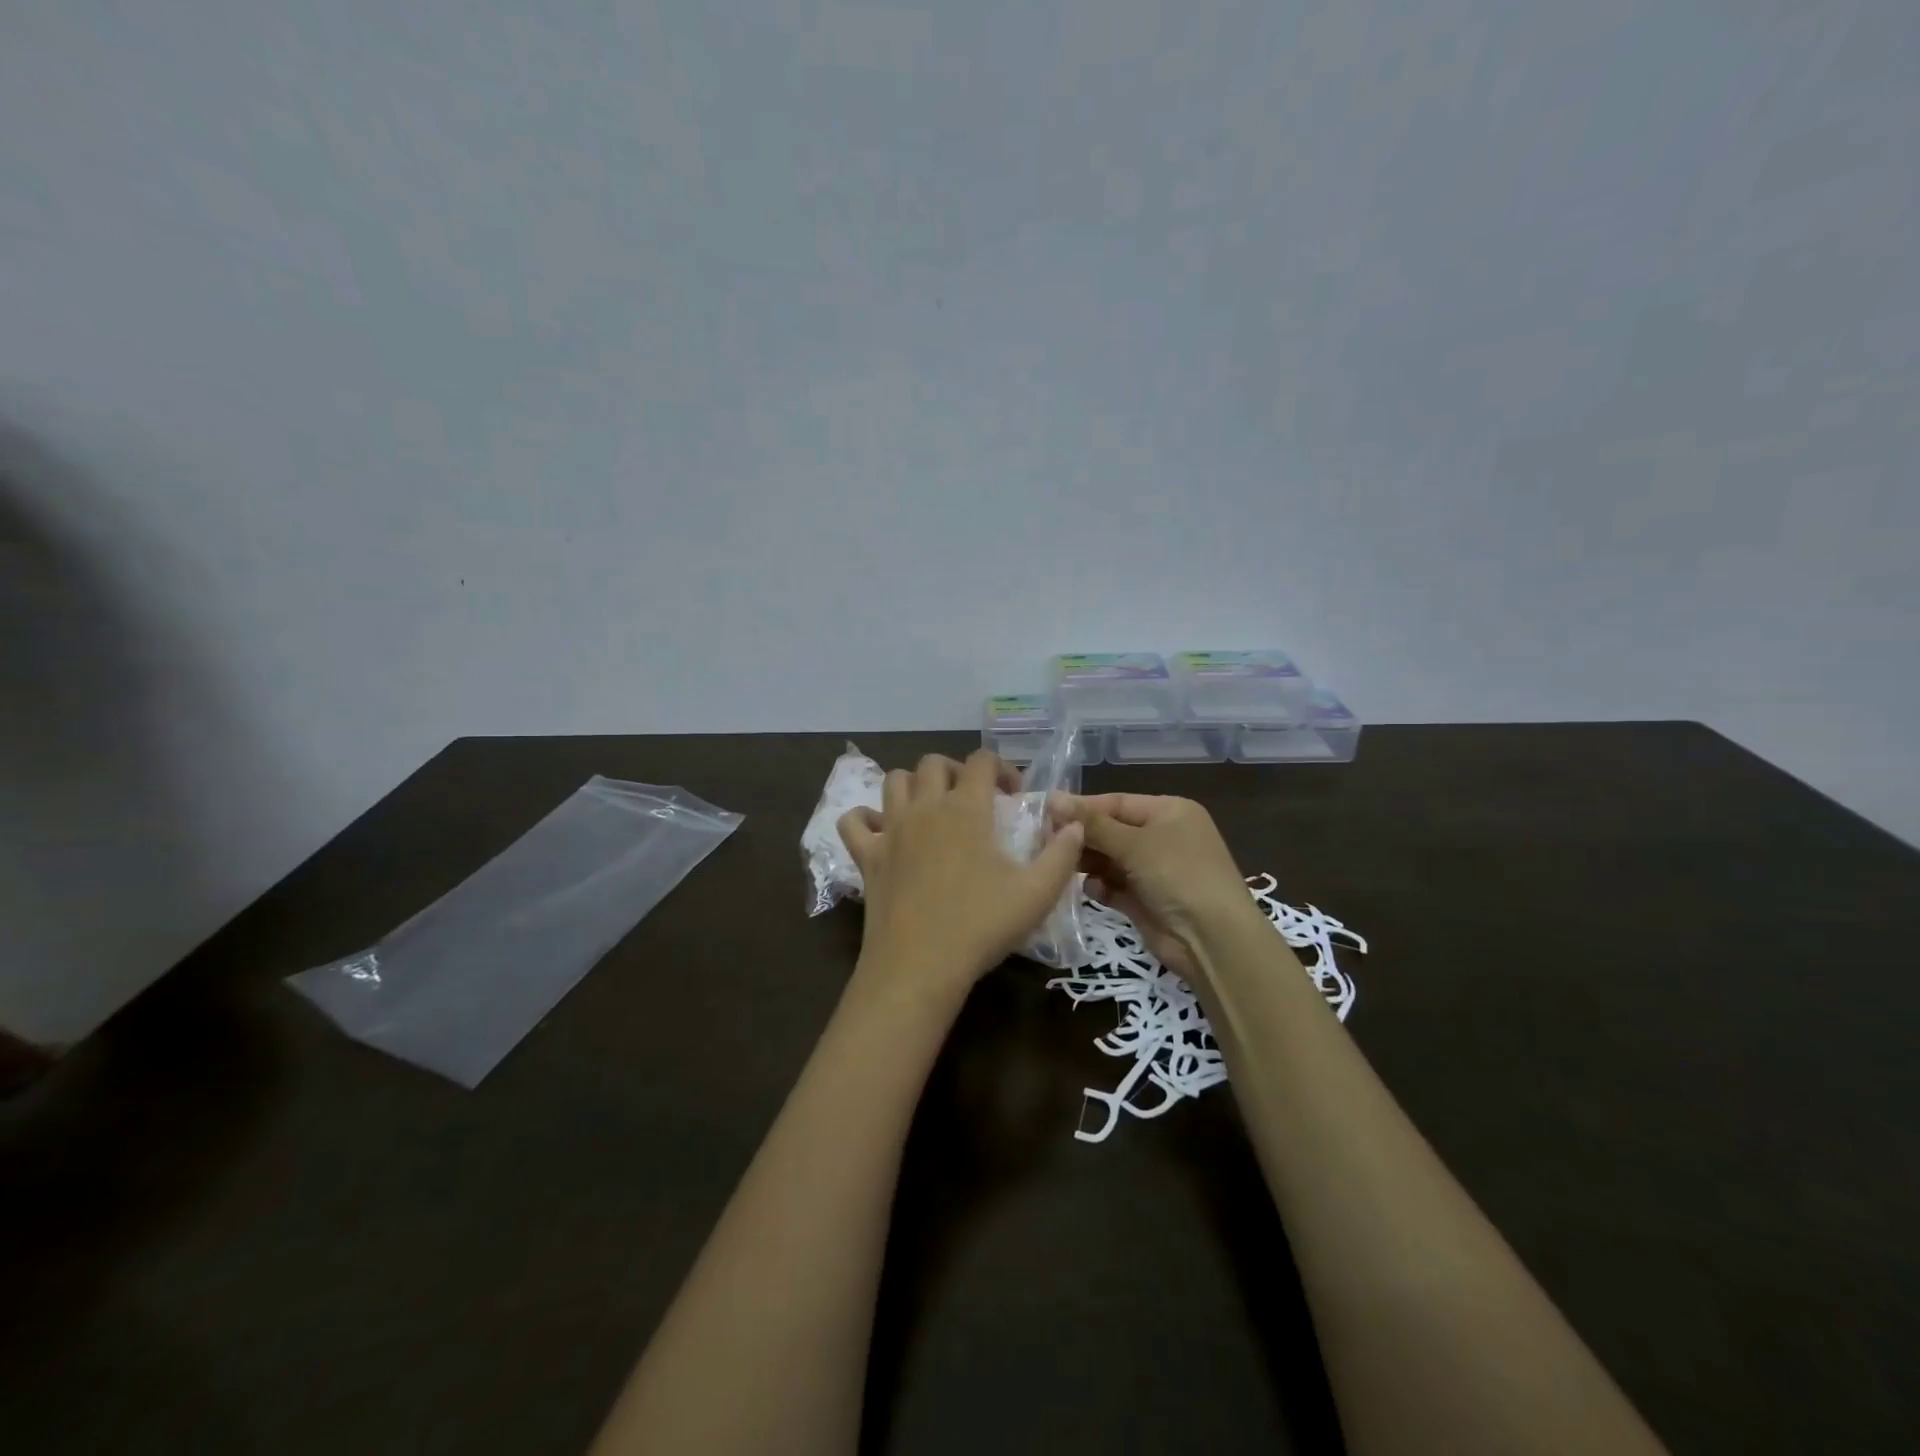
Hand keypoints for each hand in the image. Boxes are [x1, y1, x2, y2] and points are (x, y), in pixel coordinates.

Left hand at [839, 751, 1083, 1007]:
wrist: (919, 966)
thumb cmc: (981, 926)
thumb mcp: (1037, 893)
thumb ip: (1062, 854)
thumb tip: (1073, 824)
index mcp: (966, 809)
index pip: (981, 760)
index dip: (1001, 768)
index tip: (1013, 796)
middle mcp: (925, 807)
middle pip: (933, 763)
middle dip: (955, 771)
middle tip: (972, 801)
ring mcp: (890, 829)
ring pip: (894, 781)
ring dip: (914, 785)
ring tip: (931, 810)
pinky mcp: (866, 856)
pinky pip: (853, 820)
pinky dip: (865, 818)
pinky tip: (882, 832)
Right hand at [1049, 792, 1264, 981]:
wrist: (1213, 941)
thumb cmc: (1178, 876)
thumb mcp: (1135, 843)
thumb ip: (1092, 823)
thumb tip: (1052, 798)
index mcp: (1169, 811)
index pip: (1116, 802)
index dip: (1081, 807)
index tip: (1044, 812)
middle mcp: (1162, 836)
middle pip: (1110, 830)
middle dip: (1081, 837)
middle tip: (1043, 841)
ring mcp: (1154, 870)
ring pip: (1109, 859)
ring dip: (1087, 862)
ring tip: (1060, 865)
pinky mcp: (1145, 901)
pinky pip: (1113, 886)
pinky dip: (1100, 886)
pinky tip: (1091, 889)